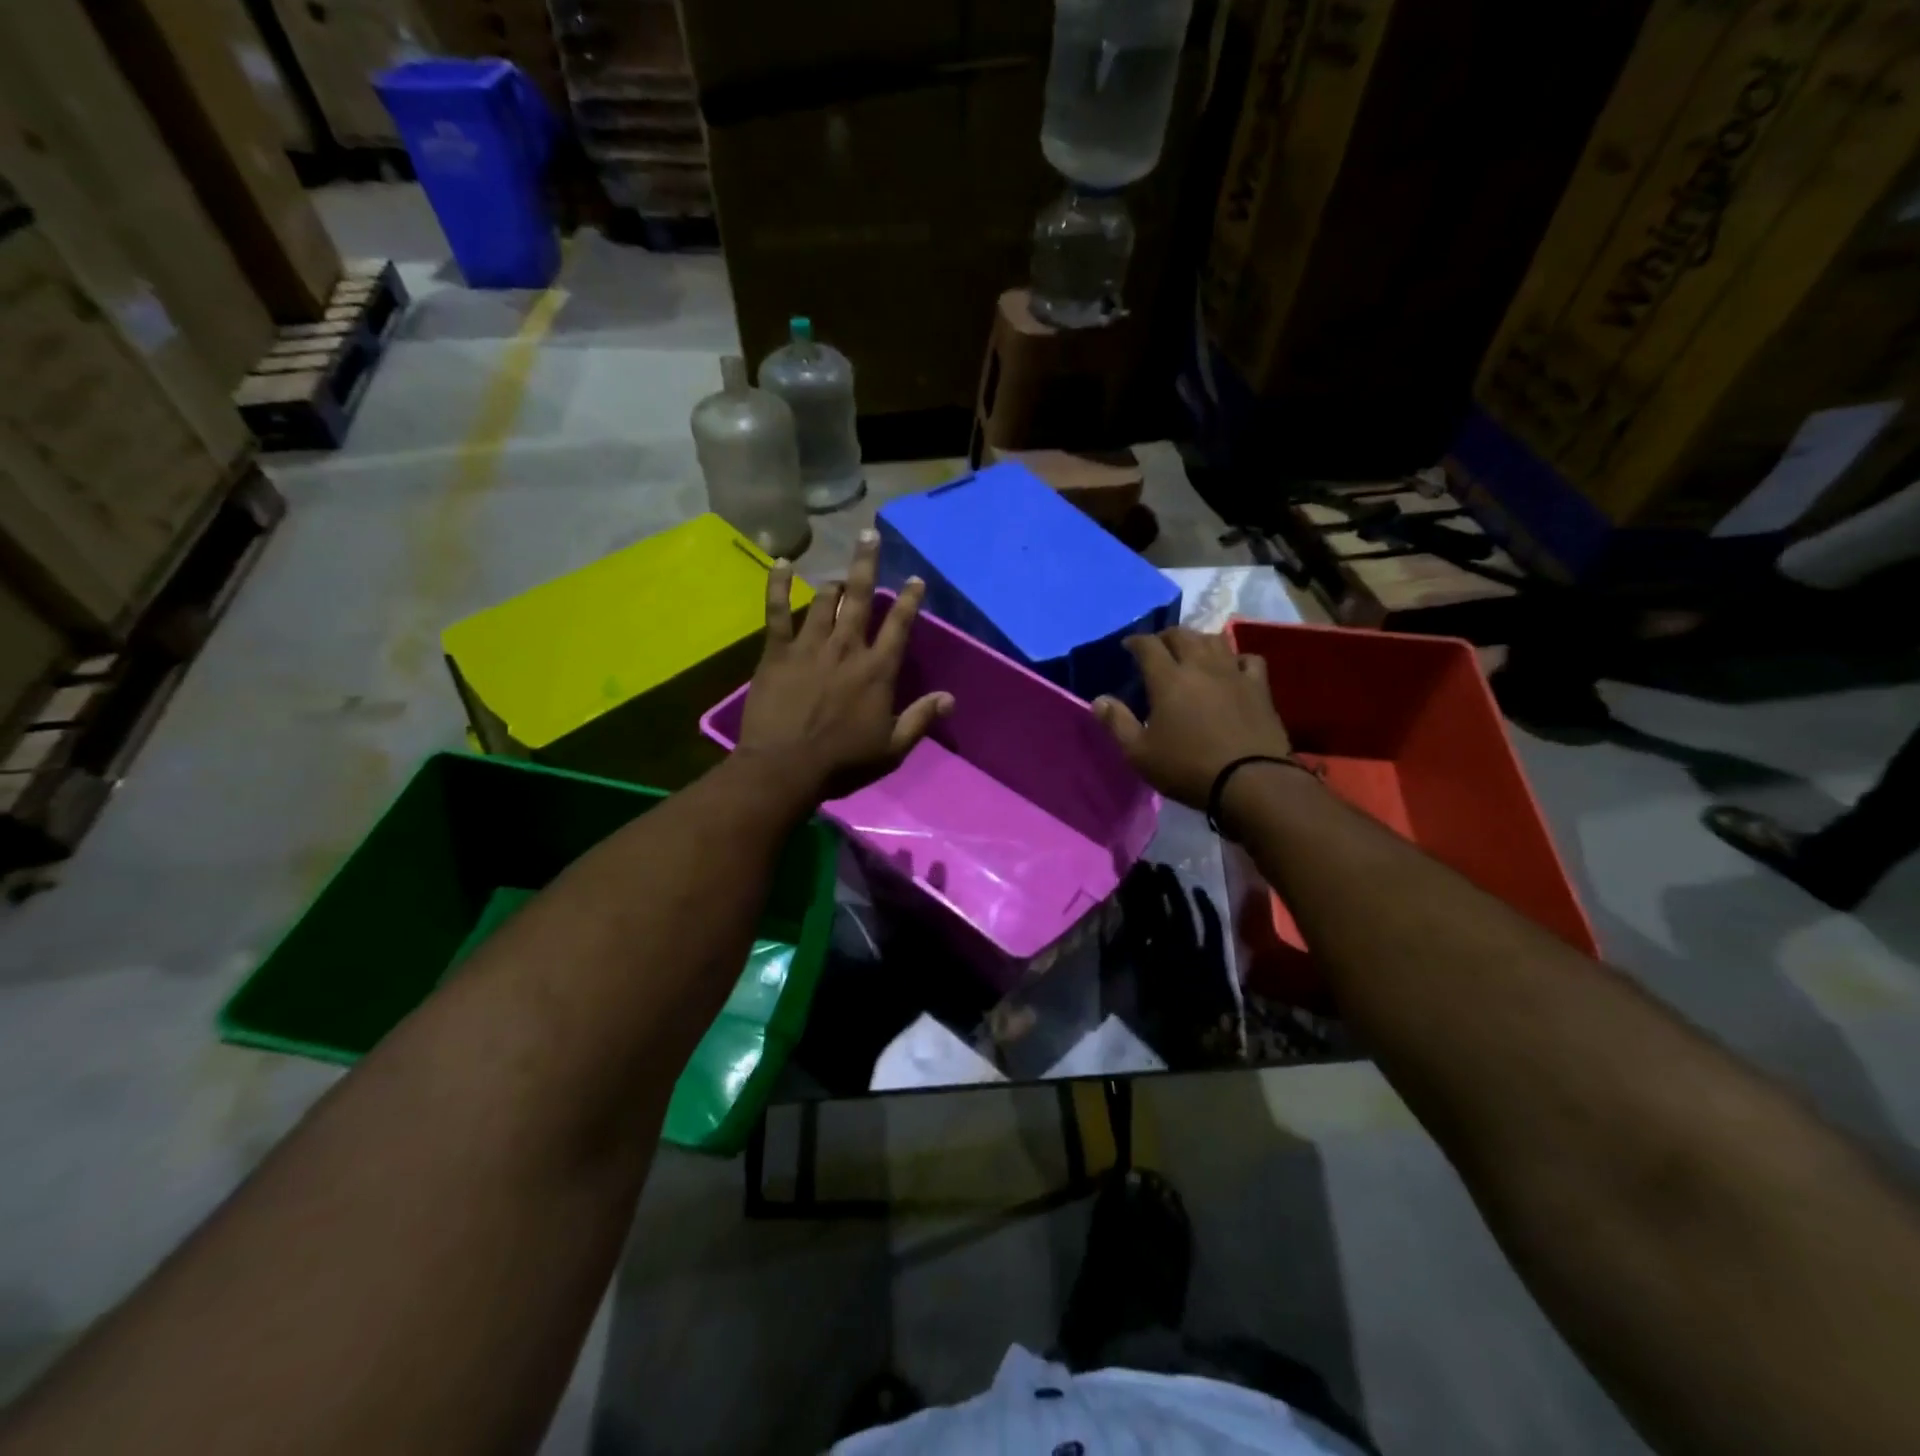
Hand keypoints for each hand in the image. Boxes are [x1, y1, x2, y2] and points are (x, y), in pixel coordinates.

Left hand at [737, 529, 953, 797]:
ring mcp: (810, 646)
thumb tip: (949, 699)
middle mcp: (847, 648)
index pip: (898, 625)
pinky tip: (781, 563)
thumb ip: (920, 719)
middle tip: (869, 534)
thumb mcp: (892, 748)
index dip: (908, 599)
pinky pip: (777, 611)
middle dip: (866, 564)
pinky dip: (778, 585)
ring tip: (838, 575)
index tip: (914, 579)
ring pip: (824, 602)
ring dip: (833, 584)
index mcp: (877, 670)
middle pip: (859, 597)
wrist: (786, 768)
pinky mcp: (778, 652)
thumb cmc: (843, 762)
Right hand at [1092, 628, 1292, 809]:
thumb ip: (1117, 723)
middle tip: (1158, 646)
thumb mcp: (1139, 753)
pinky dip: (1236, 658)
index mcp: (1168, 679)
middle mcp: (1201, 667)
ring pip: (1215, 641)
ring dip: (1199, 639)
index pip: (1148, 646)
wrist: (1250, 781)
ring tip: (1192, 650)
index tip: (1128, 645)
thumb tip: (1099, 700)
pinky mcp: (1259, 688)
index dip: (1136, 641)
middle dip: (1166, 636)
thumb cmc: (1187, 768)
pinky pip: (1248, 659)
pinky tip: (1232, 668)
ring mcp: (1234, 674)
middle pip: (1183, 635)